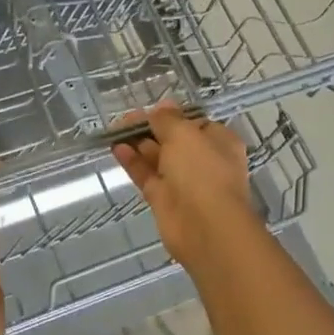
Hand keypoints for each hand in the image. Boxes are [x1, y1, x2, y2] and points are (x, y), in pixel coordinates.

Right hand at [112, 103, 263, 270]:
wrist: (205, 227)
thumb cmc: (202, 172)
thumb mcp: (185, 134)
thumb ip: (168, 120)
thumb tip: (162, 107)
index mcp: (219, 142)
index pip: (194, 123)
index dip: (171, 115)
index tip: (150, 110)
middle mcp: (203, 160)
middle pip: (173, 140)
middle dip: (150, 128)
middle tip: (124, 120)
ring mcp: (183, 181)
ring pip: (157, 157)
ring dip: (138, 143)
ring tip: (114, 130)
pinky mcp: (163, 199)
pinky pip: (146, 175)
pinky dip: (132, 162)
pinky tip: (116, 148)